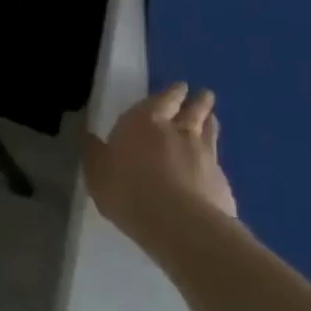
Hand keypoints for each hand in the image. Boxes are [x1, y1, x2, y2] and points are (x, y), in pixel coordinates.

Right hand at [82, 82, 235, 257]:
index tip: (181, 86)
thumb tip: (89, 136)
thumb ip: (95, 152)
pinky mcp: (221, 182)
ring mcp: (204, 156)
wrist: (179, 224)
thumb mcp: (97, 172)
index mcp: (143, 122)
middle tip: (205, 94)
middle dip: (197, 102)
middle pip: (191, 112)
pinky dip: (214, 158)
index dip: (171, 93)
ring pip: (209, 133)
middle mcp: (176, 132)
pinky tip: (213, 164)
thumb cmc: (128, 189)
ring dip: (210, 124)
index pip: (161, 100)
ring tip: (213, 118)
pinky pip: (216, 163)